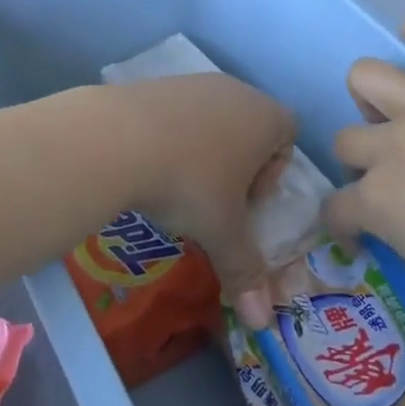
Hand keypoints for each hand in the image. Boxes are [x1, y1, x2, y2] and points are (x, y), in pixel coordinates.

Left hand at [106, 74, 296, 306]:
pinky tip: (147, 166)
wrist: (116, 139)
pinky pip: (174, 114)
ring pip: (210, 120)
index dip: (273, 172)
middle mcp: (233, 90)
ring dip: (201, 152)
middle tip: (213, 201)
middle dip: (236, 166)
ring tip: (175, 187)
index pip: (288, 134)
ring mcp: (191, 82)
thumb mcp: (222, 232)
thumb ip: (245, 271)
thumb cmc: (189, 183)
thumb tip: (262, 323)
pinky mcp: (153, 84)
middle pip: (248, 127)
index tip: (247, 202)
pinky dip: (169, 139)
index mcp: (265, 116)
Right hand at [324, 14, 404, 372]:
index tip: (362, 234)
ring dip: (372, 93)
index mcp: (382, 204)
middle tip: (393, 176)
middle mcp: (392, 148)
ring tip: (396, 110)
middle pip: (346, 140)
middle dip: (360, 160)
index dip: (345, 223)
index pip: (338, 209)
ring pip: (368, 77)